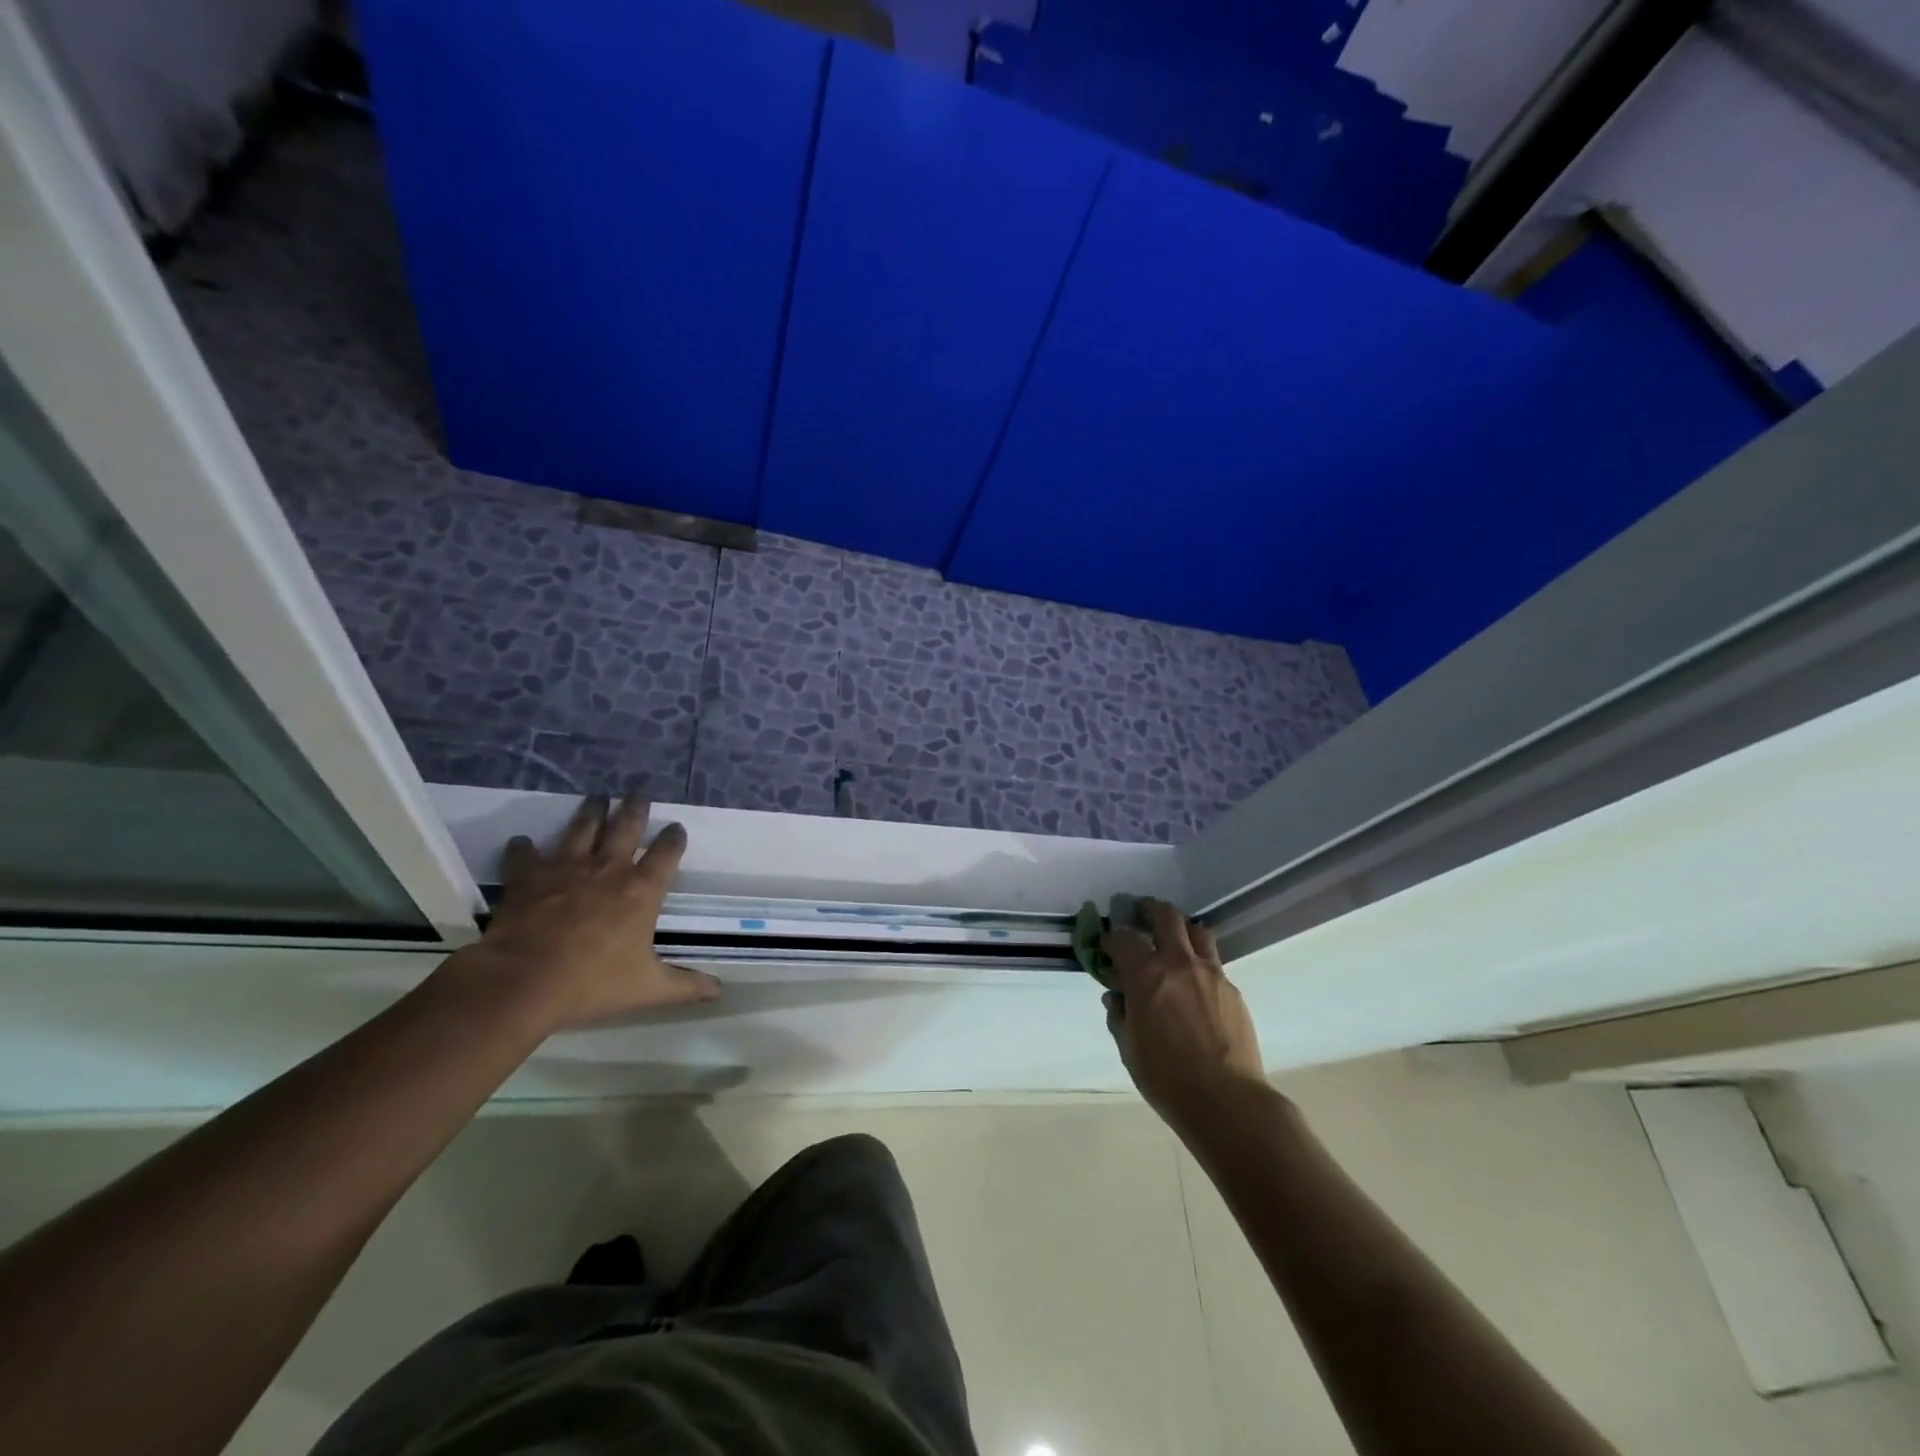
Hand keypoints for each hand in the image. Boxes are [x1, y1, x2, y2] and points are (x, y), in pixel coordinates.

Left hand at [458, 796, 720, 1028]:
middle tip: (637, 792)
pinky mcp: (529, 878)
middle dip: (634, 808)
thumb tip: (720, 990)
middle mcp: (608, 869)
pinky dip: (524, 847)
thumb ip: (685, 986)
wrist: (523, 981)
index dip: (673, 838)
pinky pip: (526, 854)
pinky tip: (522, 842)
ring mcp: (566, 869)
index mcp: (642, 890)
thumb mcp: (648, 989)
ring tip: (596, 798)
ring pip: (582, 829)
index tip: (676, 827)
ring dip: (590, 812)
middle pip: (626, 827)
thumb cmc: (593, 983)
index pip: (666, 853)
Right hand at [1102, 899, 1264, 1136]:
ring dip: (1181, 929)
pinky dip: (1199, 962)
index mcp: (1146, 975)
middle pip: (1166, 916)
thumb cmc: (1167, 1078)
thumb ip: (1120, 1015)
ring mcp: (1211, 973)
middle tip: (1140, 913)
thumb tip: (1118, 998)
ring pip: (1197, 931)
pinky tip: (1194, 984)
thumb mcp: (1129, 1048)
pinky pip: (1213, 963)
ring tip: (1173, 939)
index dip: (1111, 938)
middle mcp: (1178, 963)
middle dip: (1149, 909)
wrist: (1227, 1101)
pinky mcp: (1232, 989)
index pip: (1122, 938)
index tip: (1106, 945)